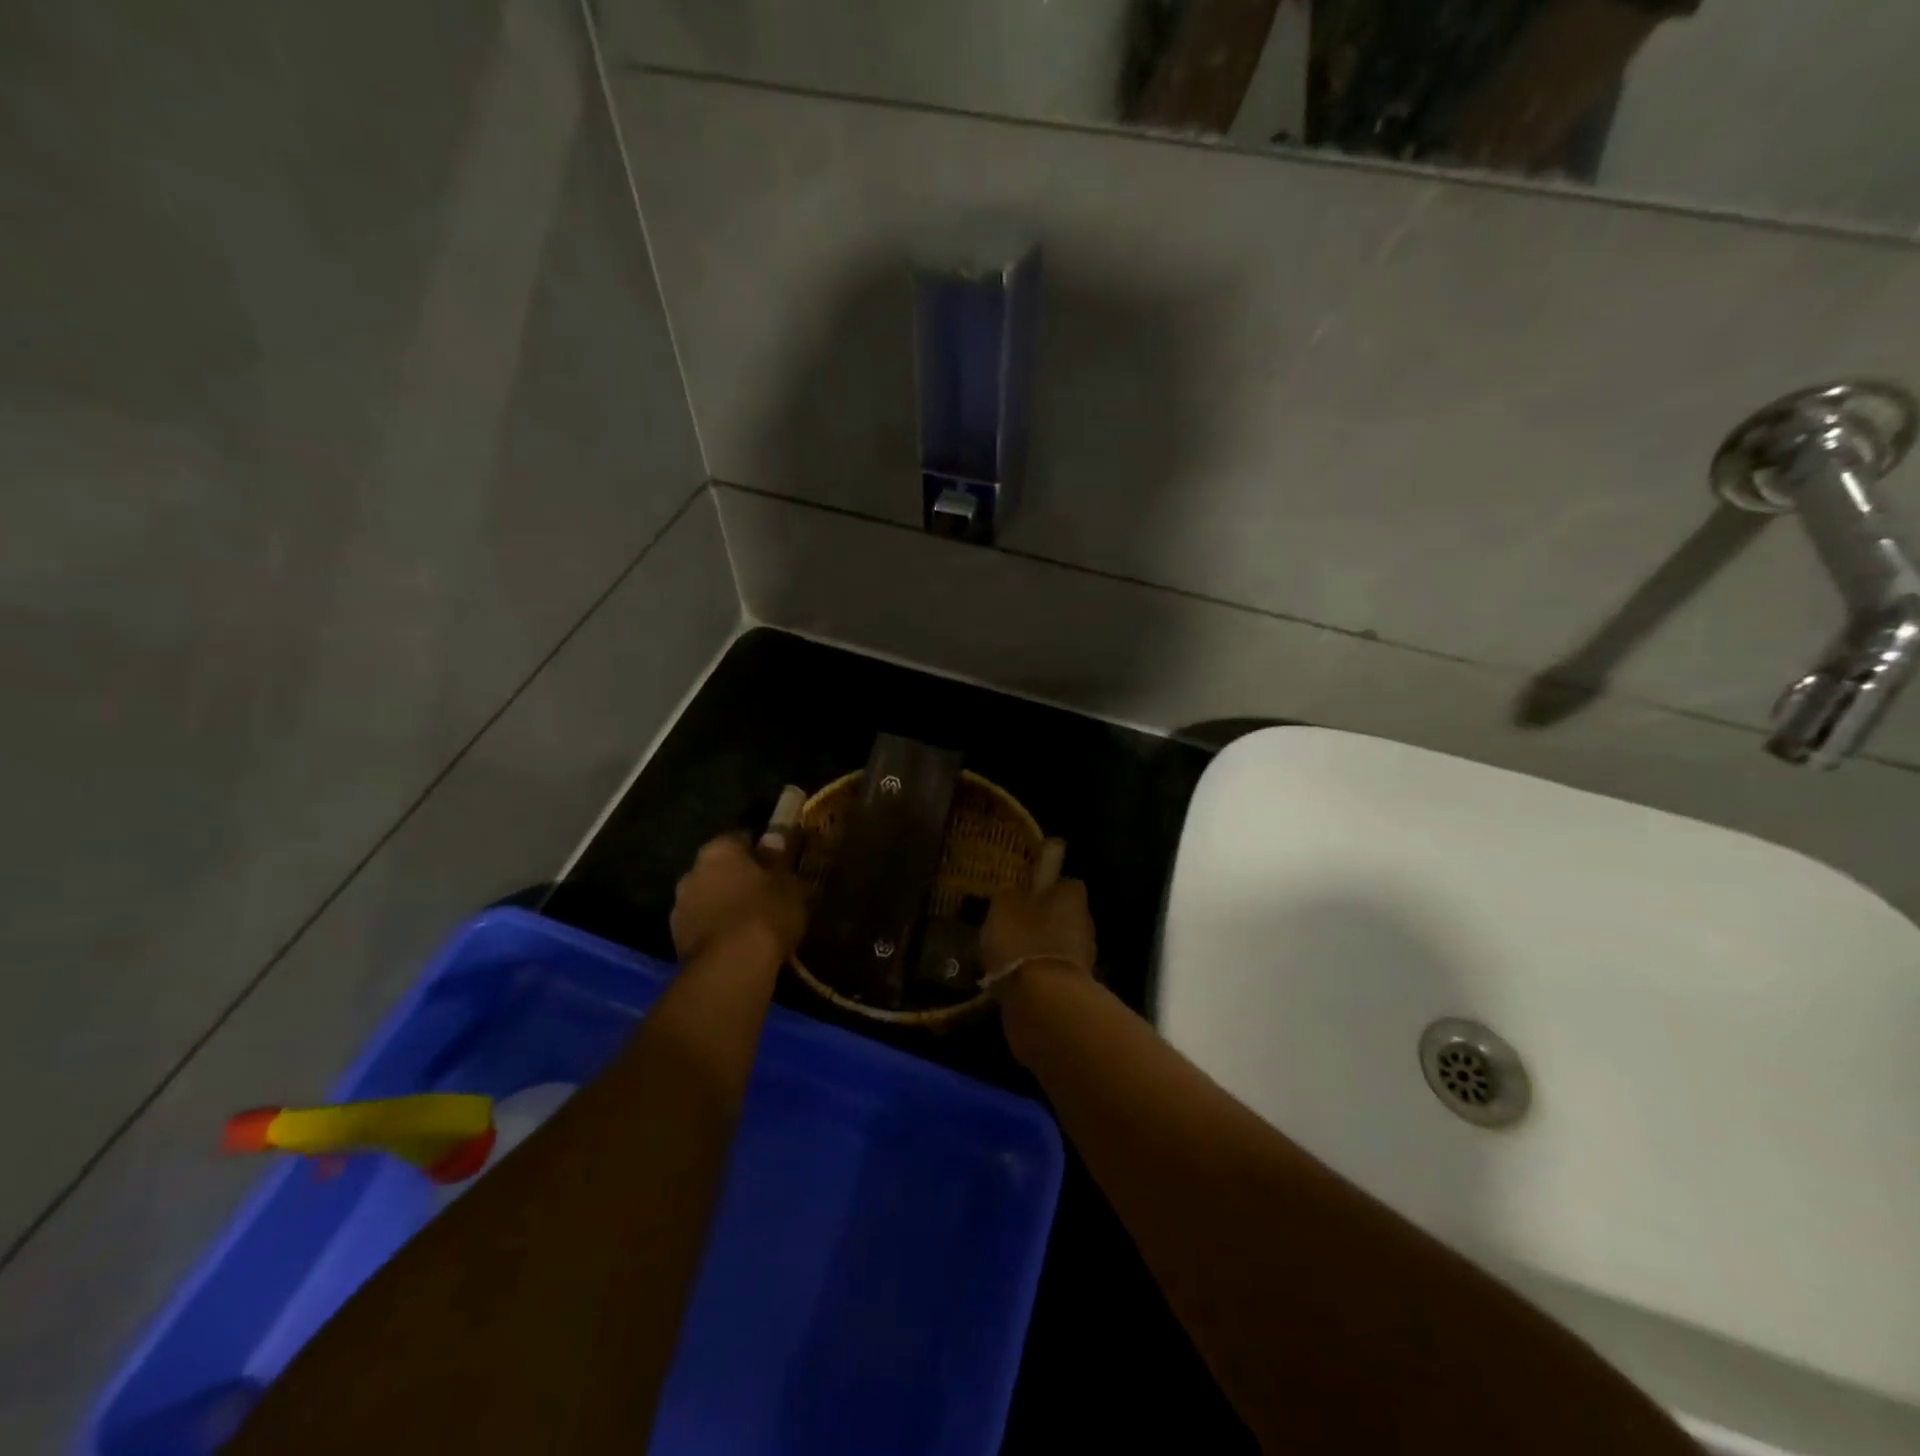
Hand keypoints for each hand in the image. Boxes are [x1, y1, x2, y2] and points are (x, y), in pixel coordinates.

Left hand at [670, 833, 806, 961]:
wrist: (730, 967)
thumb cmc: (765, 913)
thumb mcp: (788, 883)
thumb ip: (779, 859)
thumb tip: (773, 838)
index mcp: (719, 850)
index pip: (740, 838)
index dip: (760, 849)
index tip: (777, 862)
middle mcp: (692, 872)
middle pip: (719, 868)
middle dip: (738, 877)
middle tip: (764, 891)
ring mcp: (680, 907)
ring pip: (707, 898)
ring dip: (724, 904)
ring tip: (750, 921)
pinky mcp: (676, 940)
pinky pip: (703, 925)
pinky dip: (717, 929)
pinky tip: (736, 942)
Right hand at [981, 879, 1096, 989]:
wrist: (1042, 1002)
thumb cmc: (1023, 941)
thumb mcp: (1003, 906)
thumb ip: (1009, 895)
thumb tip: (1013, 893)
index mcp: (1073, 897)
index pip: (1066, 884)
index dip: (1045, 888)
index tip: (1023, 895)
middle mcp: (1085, 924)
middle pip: (1062, 916)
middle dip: (1041, 920)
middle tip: (1012, 926)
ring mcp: (1084, 959)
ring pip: (1057, 945)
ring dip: (1038, 949)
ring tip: (1007, 956)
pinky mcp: (1075, 989)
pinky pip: (1051, 973)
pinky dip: (1036, 975)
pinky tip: (1014, 979)